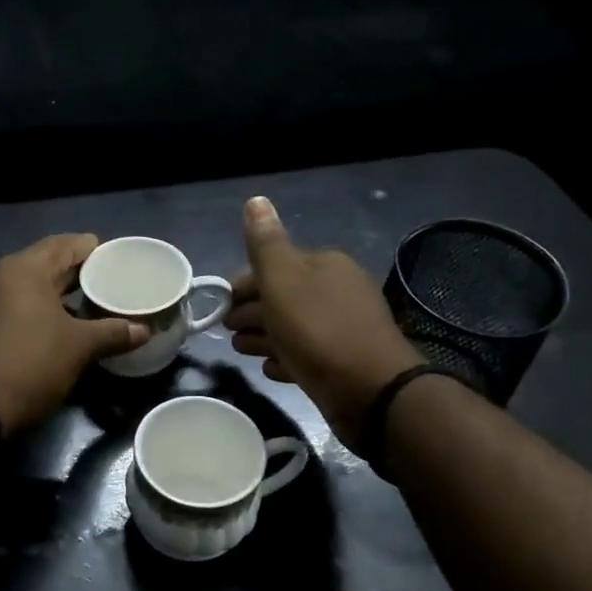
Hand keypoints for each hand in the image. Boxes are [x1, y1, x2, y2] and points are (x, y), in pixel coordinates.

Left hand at [0, 235, 147, 434]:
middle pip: (47, 265)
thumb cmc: (32, 361)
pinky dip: (42, 311)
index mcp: (25, 268)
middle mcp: (1, 276)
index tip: (116, 257)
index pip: (65, 244)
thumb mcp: (80, 346)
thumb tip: (144, 330)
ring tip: (92, 305)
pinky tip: (63, 327)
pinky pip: (19, 308)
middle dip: (77, 273)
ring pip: (32, 289)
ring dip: (60, 295)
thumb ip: (113, 332)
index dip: (93, 249)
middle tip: (109, 281)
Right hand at [226, 197, 422, 444]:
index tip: (222, 308)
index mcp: (324, 265)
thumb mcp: (283, 279)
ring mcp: (341, 328)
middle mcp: (336, 291)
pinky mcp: (342, 362)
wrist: (369, 389)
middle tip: (230, 332)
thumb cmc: (318, 329)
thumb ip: (265, 243)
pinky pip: (306, 354)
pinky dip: (286, 359)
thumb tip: (255, 200)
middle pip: (281, 298)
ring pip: (291, 327)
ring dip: (264, 338)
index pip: (273, 267)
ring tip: (245, 352)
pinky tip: (273, 368)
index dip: (243, 286)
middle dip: (252, 313)